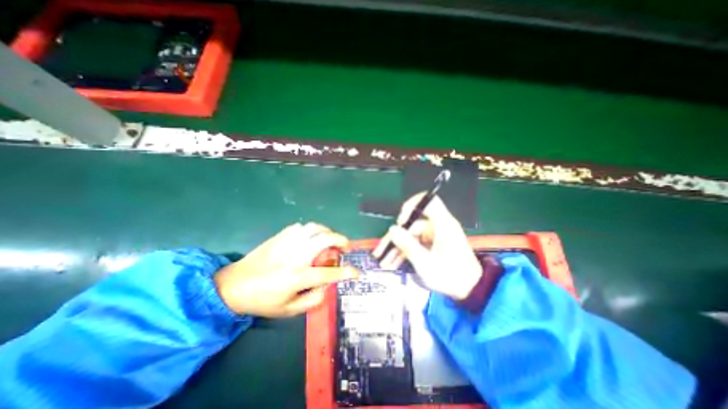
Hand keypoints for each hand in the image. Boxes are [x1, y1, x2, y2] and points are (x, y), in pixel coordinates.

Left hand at [214, 224, 356, 315]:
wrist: (232, 285)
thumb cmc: (262, 300)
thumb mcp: (288, 310)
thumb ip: (313, 300)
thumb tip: (328, 286)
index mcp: (297, 276)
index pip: (329, 274)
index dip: (346, 273)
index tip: (356, 272)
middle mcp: (295, 256)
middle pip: (325, 239)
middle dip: (340, 240)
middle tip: (344, 247)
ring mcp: (287, 242)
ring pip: (314, 227)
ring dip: (328, 231)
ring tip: (330, 239)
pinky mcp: (280, 236)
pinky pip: (302, 227)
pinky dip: (312, 230)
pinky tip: (312, 237)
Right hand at [372, 192, 482, 299]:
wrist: (472, 291)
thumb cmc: (450, 276)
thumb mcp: (426, 263)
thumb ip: (407, 244)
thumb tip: (392, 229)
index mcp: (442, 224)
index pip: (428, 201)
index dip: (412, 205)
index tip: (401, 220)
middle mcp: (438, 226)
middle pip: (412, 224)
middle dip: (396, 239)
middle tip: (381, 252)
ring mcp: (435, 236)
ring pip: (412, 236)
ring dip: (398, 248)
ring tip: (385, 262)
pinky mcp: (434, 244)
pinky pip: (417, 243)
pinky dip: (407, 252)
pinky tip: (394, 263)